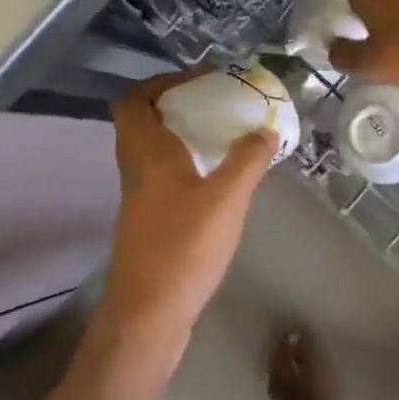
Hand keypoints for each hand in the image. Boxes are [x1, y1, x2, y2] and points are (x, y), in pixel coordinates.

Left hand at [102, 72, 274, 329]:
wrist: (148, 317)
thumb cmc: (183, 249)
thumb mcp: (226, 199)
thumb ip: (248, 160)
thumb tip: (266, 129)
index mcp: (147, 155)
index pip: (132, 102)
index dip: (159, 84)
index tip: (197, 82)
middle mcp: (136, 172)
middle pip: (141, 124)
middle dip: (175, 108)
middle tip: (215, 106)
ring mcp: (139, 202)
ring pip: (152, 154)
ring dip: (181, 138)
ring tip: (222, 138)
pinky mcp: (149, 227)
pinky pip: (162, 180)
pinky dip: (185, 169)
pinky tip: (217, 182)